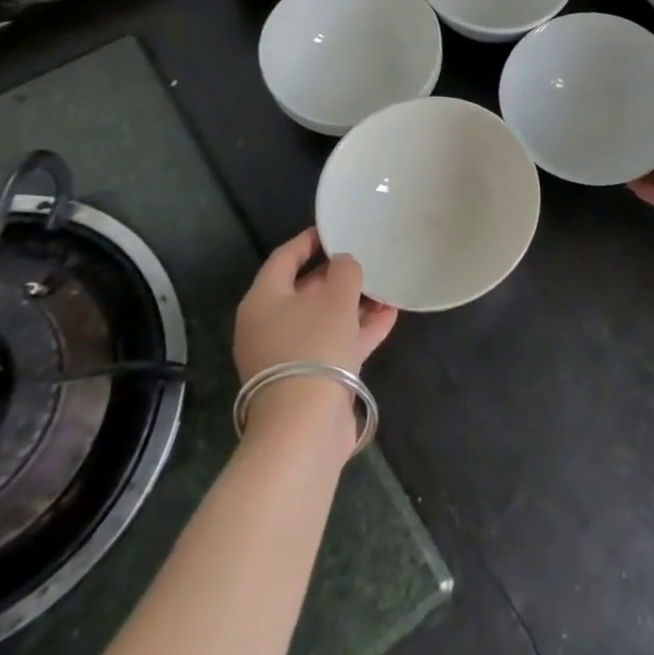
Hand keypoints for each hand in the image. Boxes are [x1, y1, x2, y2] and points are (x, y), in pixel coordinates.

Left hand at [234, 226, 397, 382]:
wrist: (305, 426)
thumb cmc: (314, 347)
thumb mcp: (336, 298)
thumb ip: (345, 271)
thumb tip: (344, 262)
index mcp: (264, 301)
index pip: (284, 258)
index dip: (310, 240)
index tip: (335, 228)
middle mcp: (269, 326)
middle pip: (304, 290)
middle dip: (337, 275)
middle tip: (365, 258)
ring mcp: (287, 355)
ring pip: (323, 319)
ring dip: (354, 304)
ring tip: (386, 287)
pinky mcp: (308, 379)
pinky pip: (334, 343)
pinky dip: (358, 330)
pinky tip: (389, 316)